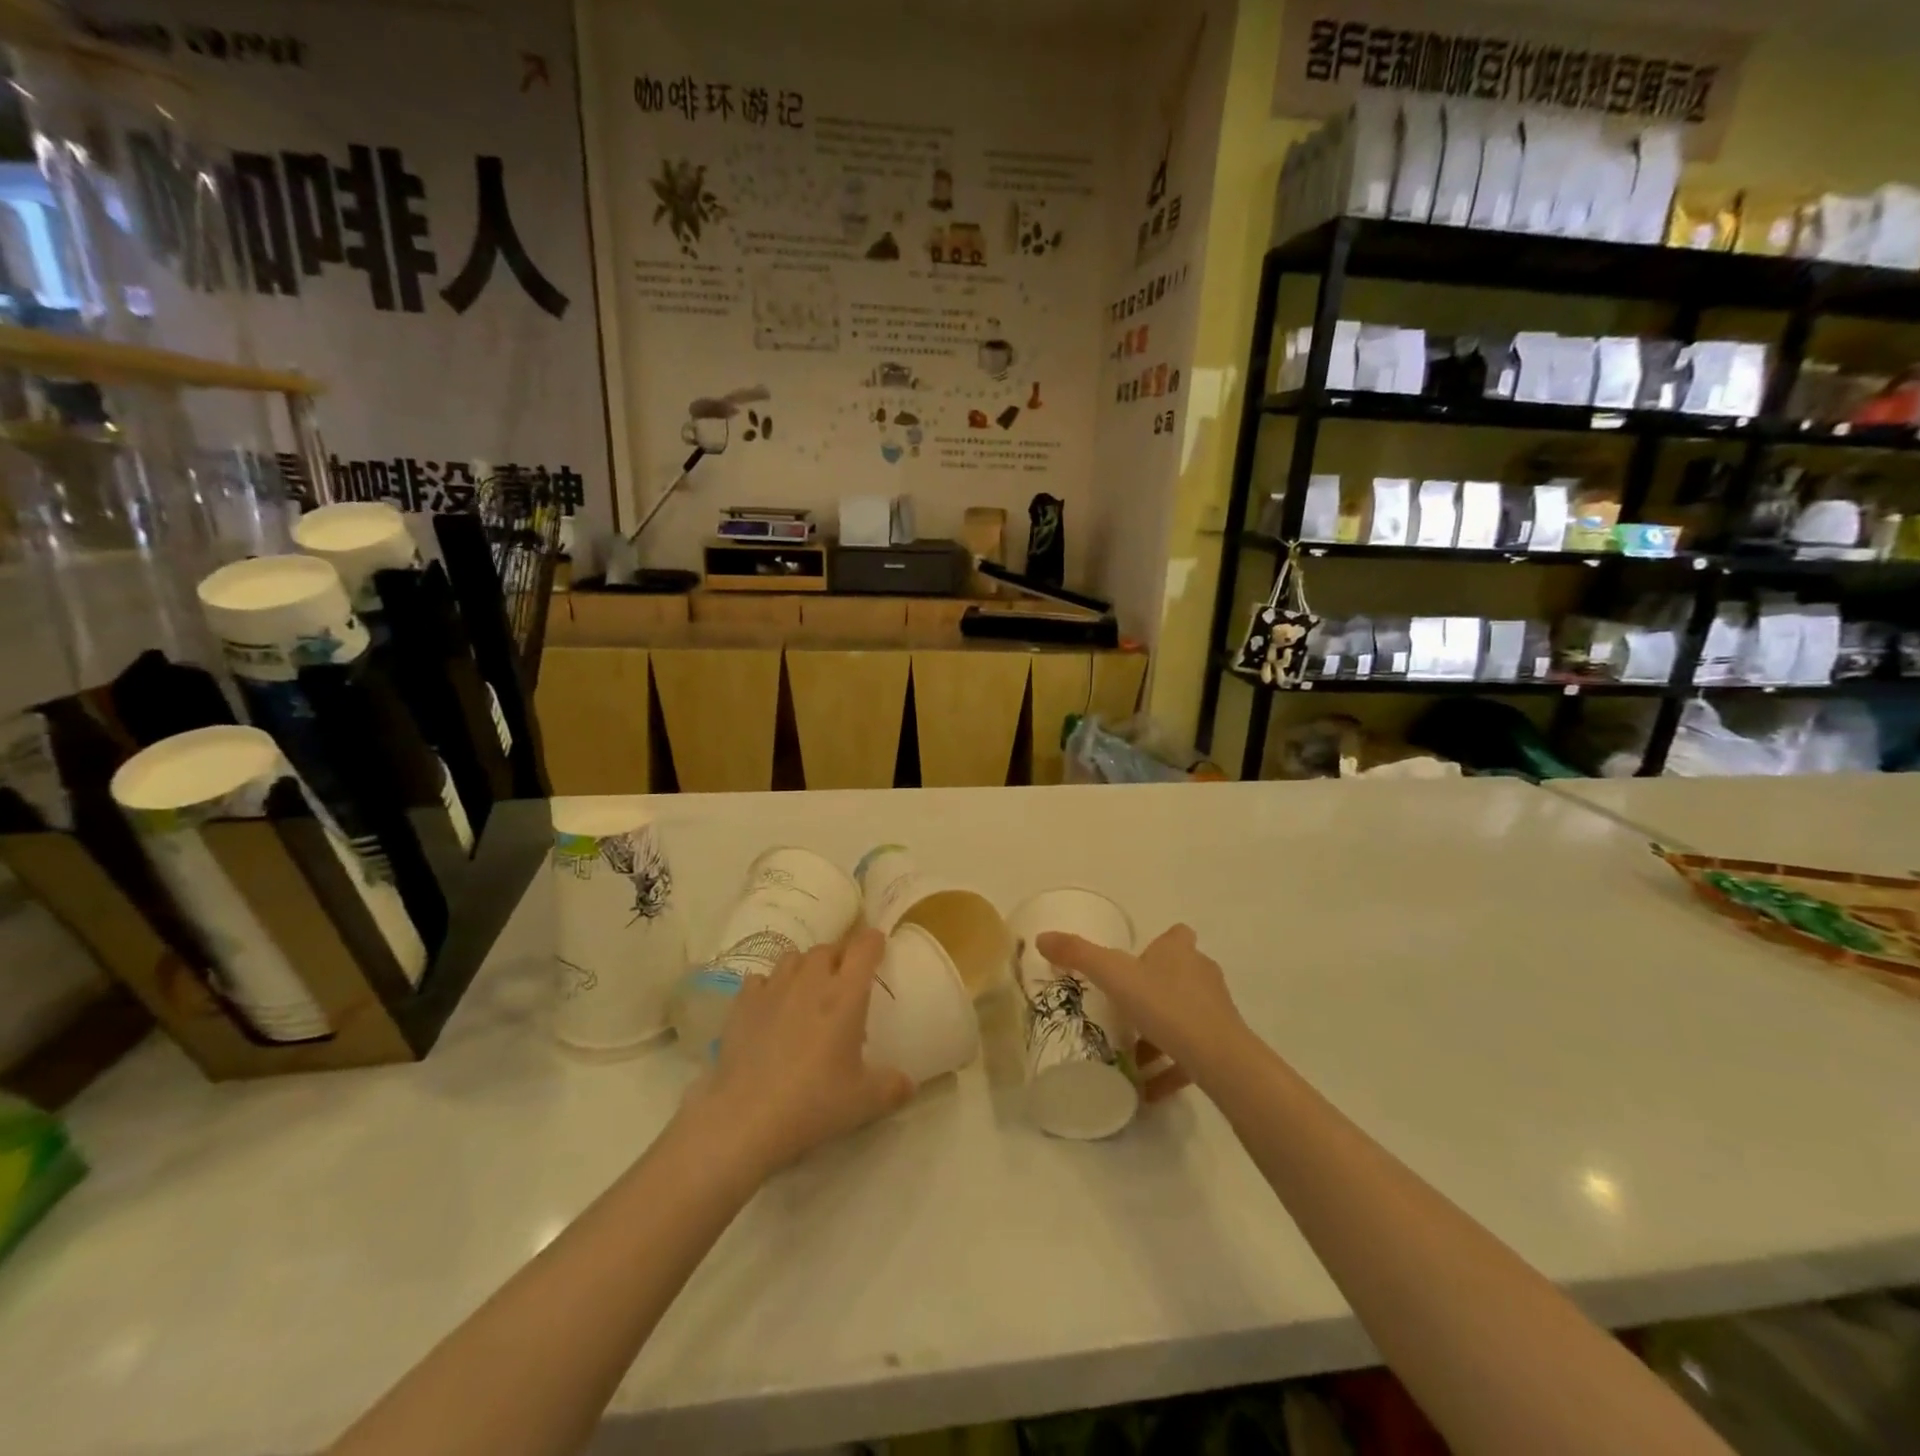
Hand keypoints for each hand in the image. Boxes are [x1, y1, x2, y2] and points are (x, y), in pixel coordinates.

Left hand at [690, 928, 913, 1179]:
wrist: (746, 1118)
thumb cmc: (814, 1103)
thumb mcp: (865, 1102)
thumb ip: (893, 1087)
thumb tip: (910, 1084)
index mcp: (846, 994)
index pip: (864, 947)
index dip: (874, 942)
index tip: (879, 948)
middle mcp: (811, 980)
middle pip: (829, 948)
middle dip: (840, 956)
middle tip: (845, 979)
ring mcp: (774, 988)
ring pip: (794, 957)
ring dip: (806, 967)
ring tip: (809, 989)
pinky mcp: (743, 1003)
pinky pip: (761, 978)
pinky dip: (770, 985)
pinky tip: (771, 1005)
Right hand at [1034, 924, 1249, 1095]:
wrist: (1220, 1059)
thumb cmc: (1167, 1005)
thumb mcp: (1114, 976)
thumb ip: (1078, 955)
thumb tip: (1041, 937)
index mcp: (1179, 952)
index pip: (1176, 935)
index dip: (1159, 944)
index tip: (1137, 960)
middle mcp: (1201, 975)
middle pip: (1179, 975)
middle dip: (1153, 989)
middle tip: (1123, 1007)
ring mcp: (1215, 1012)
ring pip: (1183, 1017)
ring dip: (1159, 1033)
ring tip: (1129, 1054)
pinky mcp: (1221, 1047)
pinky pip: (1190, 1056)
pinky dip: (1169, 1069)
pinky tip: (1146, 1090)